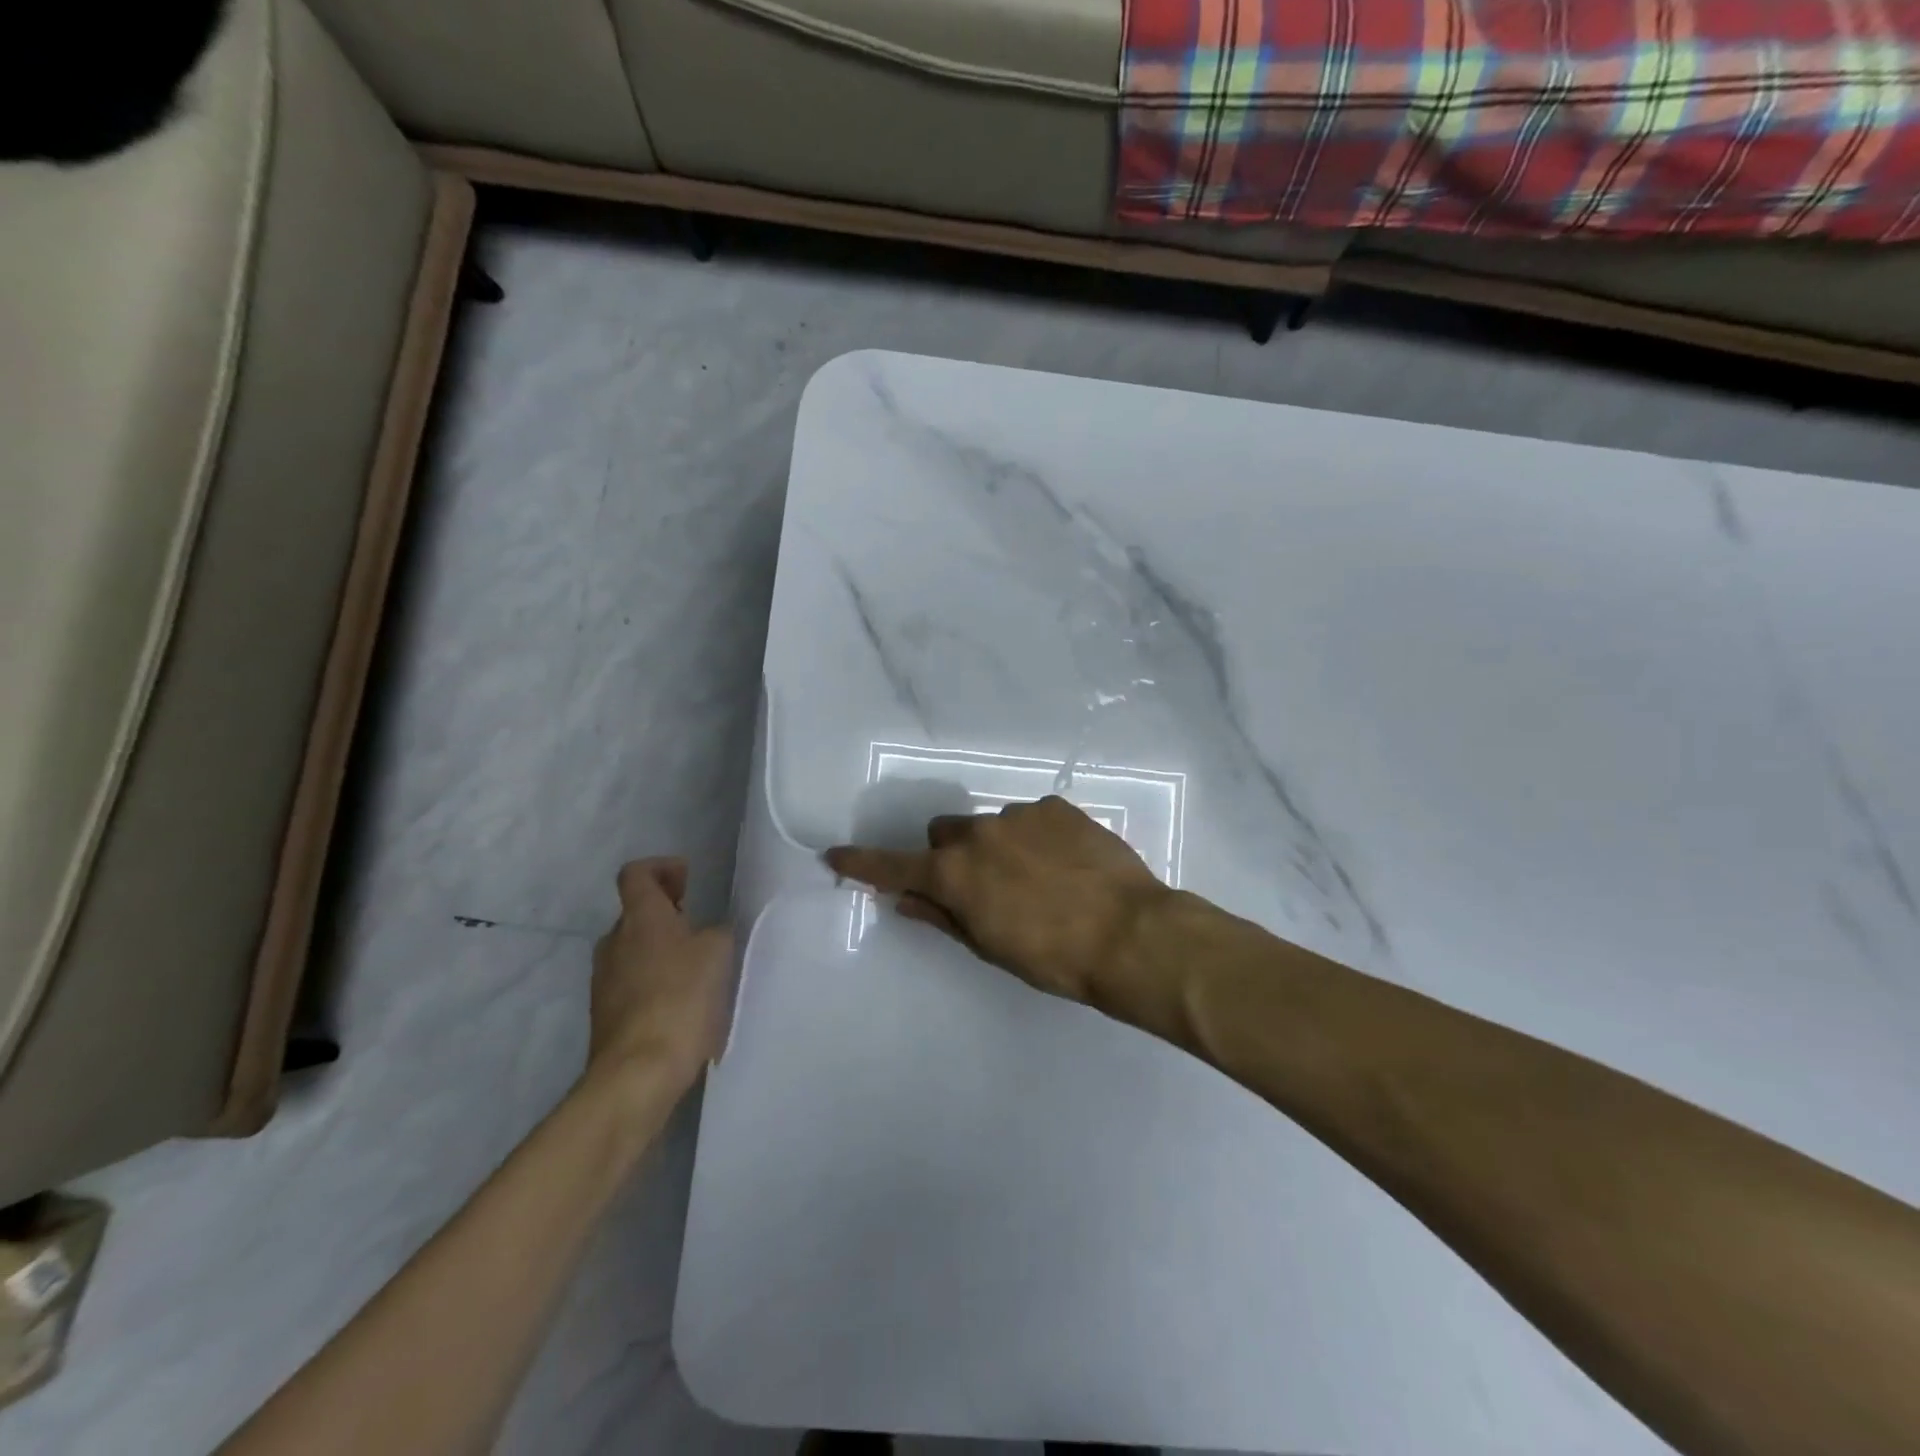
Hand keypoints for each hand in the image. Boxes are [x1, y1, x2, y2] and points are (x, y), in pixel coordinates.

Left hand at [588, 858, 731, 1095]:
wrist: (638, 1071)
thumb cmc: (680, 998)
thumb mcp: (718, 952)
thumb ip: (717, 931)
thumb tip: (710, 933)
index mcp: (640, 917)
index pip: (636, 873)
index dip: (662, 868)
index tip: (689, 881)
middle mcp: (614, 941)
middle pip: (637, 913)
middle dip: (668, 914)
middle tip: (701, 927)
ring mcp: (604, 980)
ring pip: (635, 949)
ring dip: (663, 950)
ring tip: (698, 969)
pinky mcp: (606, 1014)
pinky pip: (633, 983)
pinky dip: (657, 982)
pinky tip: (684, 1004)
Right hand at [825, 796, 1171, 1009]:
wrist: (1130, 934)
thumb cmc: (1053, 958)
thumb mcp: (989, 946)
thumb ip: (942, 916)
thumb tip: (906, 899)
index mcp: (955, 872)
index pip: (895, 866)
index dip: (864, 864)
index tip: (836, 855)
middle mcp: (979, 833)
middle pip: (944, 835)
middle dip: (951, 857)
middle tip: (982, 888)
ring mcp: (1019, 814)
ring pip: (990, 826)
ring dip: (998, 847)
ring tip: (1039, 880)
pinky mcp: (1056, 807)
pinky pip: (1030, 818)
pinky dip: (1034, 838)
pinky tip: (1064, 864)